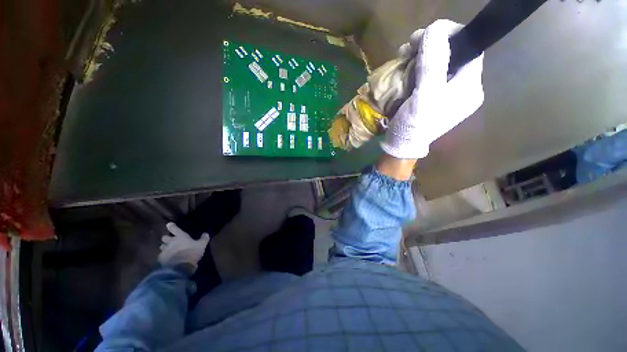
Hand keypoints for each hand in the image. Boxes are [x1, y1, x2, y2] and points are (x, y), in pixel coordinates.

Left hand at [158, 222, 209, 272]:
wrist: (180, 267)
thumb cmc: (192, 252)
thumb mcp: (202, 245)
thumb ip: (204, 238)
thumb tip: (206, 233)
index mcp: (180, 236)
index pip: (174, 228)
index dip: (171, 226)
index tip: (169, 224)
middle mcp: (171, 242)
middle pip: (164, 237)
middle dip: (166, 238)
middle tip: (170, 240)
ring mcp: (165, 250)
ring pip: (162, 246)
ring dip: (165, 247)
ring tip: (168, 250)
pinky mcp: (161, 259)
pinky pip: (161, 256)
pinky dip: (164, 256)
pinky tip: (168, 258)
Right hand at [381, 19, 484, 158]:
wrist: (401, 145)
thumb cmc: (414, 125)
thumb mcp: (424, 96)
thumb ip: (433, 63)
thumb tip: (436, 28)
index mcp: (469, 86)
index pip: (469, 48)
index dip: (450, 35)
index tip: (426, 33)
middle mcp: (462, 87)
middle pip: (452, 53)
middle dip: (431, 45)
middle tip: (410, 46)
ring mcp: (447, 91)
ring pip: (438, 62)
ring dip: (420, 55)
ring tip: (404, 56)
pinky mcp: (433, 95)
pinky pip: (428, 73)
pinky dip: (416, 67)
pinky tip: (405, 67)